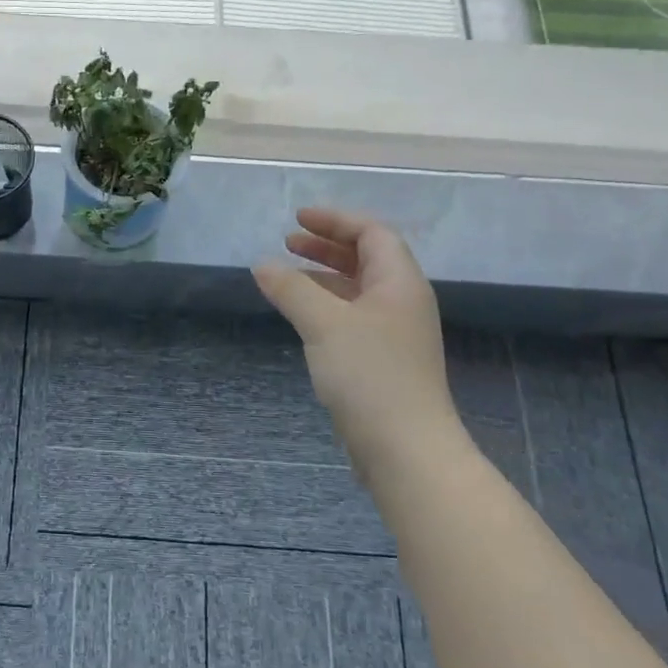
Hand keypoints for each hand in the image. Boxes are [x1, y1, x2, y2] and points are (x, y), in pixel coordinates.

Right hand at [253, 207, 462, 484]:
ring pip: (357, 289)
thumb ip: (291, 289)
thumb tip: (262, 265)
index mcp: (399, 283)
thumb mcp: (324, 323)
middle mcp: (401, 302)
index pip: (372, 233)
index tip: (297, 219)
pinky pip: (352, 317)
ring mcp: (394, 334)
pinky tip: (301, 316)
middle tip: (288, 242)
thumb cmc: (369, 375)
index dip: (335, 221)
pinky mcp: (382, 361)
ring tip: (286, 276)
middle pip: (367, 258)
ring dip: (324, 275)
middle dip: (327, 246)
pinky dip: (325, 305)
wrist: (405, 449)